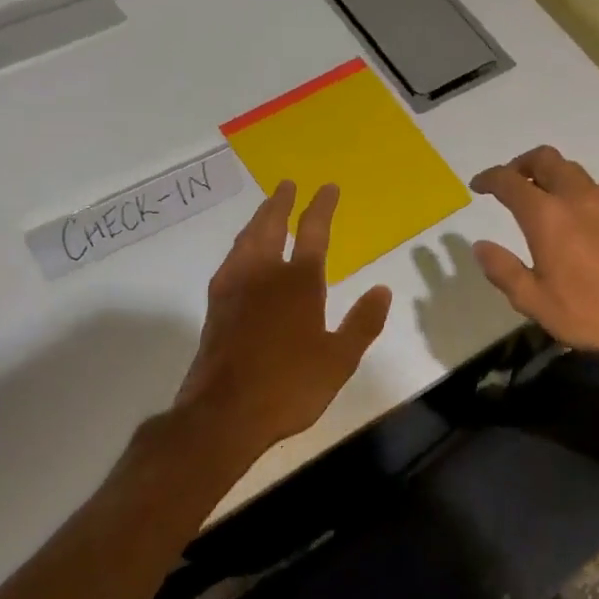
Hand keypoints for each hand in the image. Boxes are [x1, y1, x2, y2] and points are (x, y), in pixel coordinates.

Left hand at [175, 181, 392, 464]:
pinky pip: (230, 260)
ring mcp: (234, 288)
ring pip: (246, 240)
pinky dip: (241, 245)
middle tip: (287, 185)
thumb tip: (382, 289)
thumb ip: (362, 323)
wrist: (224, 413)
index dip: (322, 207)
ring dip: (258, 220)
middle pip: (271, 226)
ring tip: (265, 210)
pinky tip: (241, 254)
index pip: (313, 233)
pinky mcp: (215, 306)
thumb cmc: (289, 386)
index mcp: (299, 283)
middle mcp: (264, 275)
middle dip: (281, 203)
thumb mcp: (339, 360)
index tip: (327, 187)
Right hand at [470, 146, 598, 360]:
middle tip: (510, 181)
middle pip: (545, 159)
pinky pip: (597, 187)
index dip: (489, 179)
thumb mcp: (533, 301)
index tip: (478, 186)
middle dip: (521, 164)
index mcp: (547, 216)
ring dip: (552, 175)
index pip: (510, 182)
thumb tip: (481, 246)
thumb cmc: (588, 312)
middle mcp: (577, 198)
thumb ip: (503, 270)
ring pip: (573, 170)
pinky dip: (578, 190)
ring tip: (543, 197)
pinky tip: (580, 215)